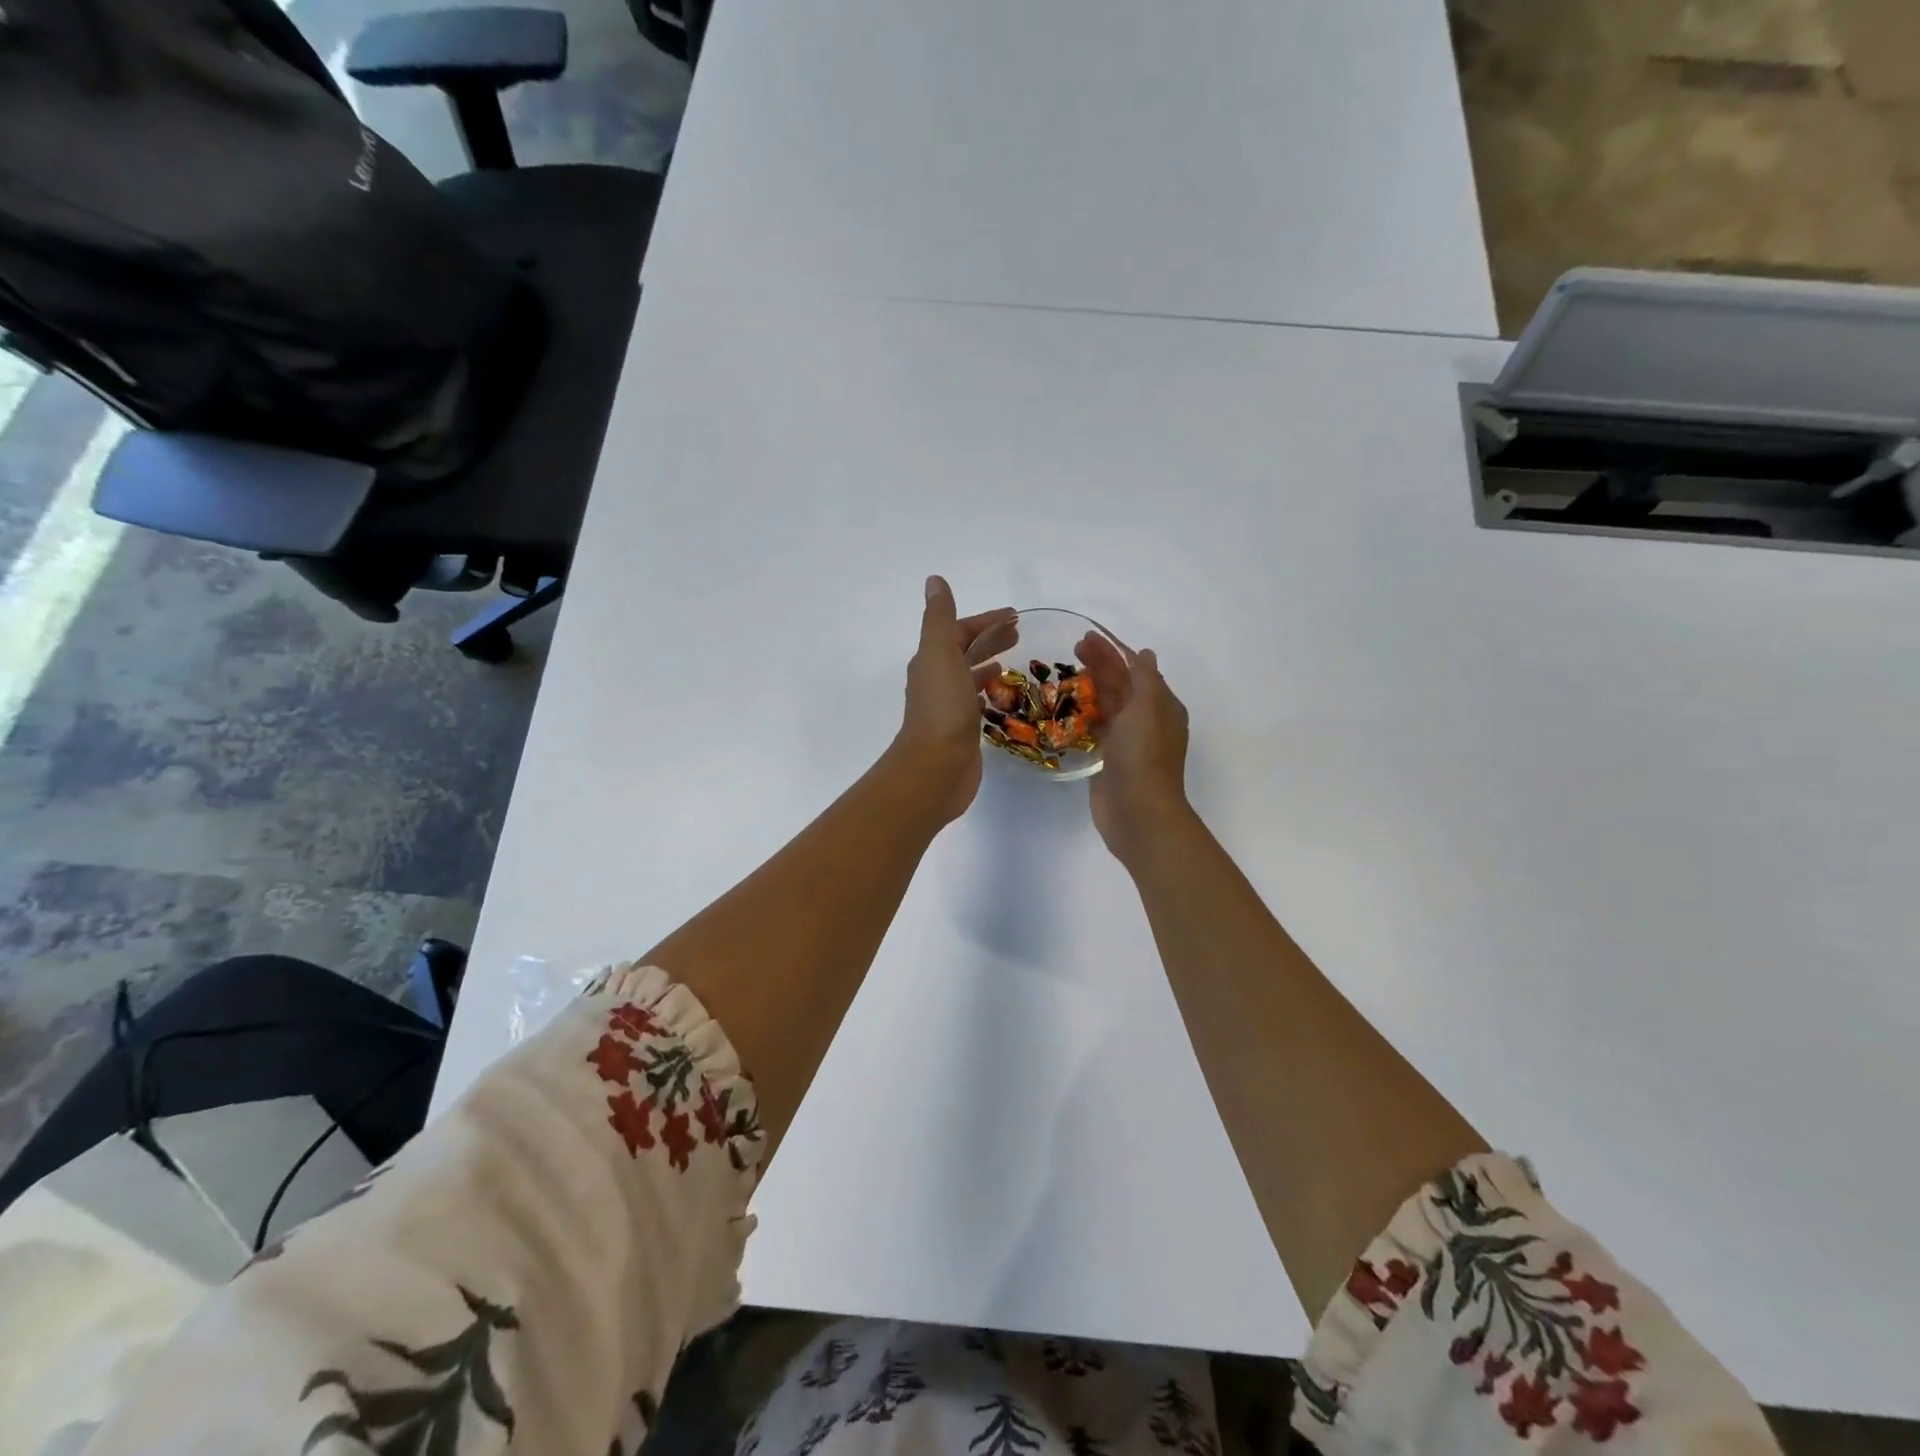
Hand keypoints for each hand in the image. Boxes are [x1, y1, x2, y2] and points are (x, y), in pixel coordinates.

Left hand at [892, 577, 1015, 823]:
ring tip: (1013, 661)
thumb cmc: (942, 708)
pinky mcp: (961, 731)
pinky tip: (1002, 696)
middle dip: (989, 639)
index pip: (958, 631)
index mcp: (931, 661)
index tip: (1015, 616)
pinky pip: (975, 703)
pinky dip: (988, 693)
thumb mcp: (940, 654)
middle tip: (1019, 634)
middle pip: (964, 652)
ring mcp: (948, 708)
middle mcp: (936, 681)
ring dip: (988, 665)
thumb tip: (934, 580)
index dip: (985, 621)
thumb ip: (939, 618)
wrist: (936, 768)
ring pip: (969, 677)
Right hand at [1077, 632, 1192, 864]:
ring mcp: (1128, 741)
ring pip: (1108, 706)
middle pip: (1121, 684)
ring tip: (1065, 672)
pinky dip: (1085, 715)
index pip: (1136, 669)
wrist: (1138, 812)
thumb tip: (1145, 654)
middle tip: (1071, 648)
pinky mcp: (1109, 759)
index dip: (1113, 651)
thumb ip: (1145, 679)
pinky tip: (1068, 707)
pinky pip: (1097, 729)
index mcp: (1161, 706)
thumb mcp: (1148, 708)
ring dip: (1090, 688)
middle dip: (1099, 665)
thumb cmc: (1143, 756)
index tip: (1087, 637)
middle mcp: (1146, 720)